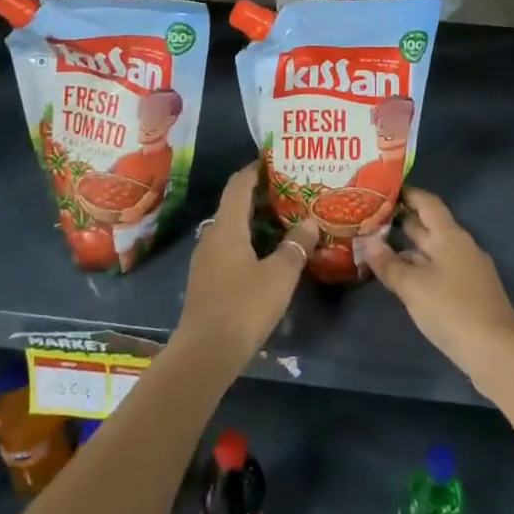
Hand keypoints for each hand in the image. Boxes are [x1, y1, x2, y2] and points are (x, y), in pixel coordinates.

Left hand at [176, 163, 318, 372]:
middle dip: (260, 197)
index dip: (255, 169)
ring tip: (283, 223)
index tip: (274, 160)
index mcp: (227, 227)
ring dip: (254, 223)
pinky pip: (228, 250)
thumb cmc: (243, 305)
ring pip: (231, 230)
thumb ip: (296, 246)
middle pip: (234, 206)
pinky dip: (248, 244)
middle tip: (290, 193)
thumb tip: (309, 222)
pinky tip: (267, 256)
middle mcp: (212, 237)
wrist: (204, 354)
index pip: (238, 185)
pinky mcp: (206, 283)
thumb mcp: (280, 275)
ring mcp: (205, 261)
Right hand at [364, 189, 513, 396]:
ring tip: (379, 249)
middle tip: (371, 220)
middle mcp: (461, 246)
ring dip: (409, 249)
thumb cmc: (452, 310)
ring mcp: (468, 270)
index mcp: (450, 235)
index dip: (407, 194)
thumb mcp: (413, 287)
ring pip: (434, 251)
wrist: (498, 352)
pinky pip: (440, 270)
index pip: (427, 203)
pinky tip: (404, 280)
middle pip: (430, 226)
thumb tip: (368, 241)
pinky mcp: (470, 294)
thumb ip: (389, 264)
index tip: (383, 190)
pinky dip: (420, 269)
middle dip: (402, 222)